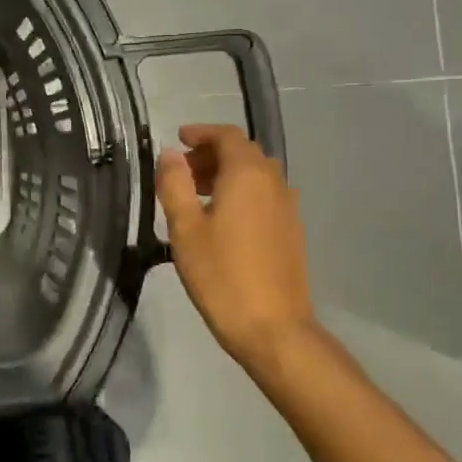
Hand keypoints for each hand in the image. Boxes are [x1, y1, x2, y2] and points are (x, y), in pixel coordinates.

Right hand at [157, 123, 319, 366]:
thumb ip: (175, 184)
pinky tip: (220, 221)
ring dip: (227, 174)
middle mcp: (273, 183)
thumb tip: (170, 154)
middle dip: (211, 154)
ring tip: (196, 197)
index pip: (228, 136)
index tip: (178, 139)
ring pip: (256, 175)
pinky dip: (241, 193)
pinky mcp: (291, 231)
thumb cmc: (222, 275)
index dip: (202, 133)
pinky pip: (264, 196)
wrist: (273, 329)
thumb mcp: (185, 228)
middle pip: (243, 153)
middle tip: (181, 172)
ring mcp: (287, 208)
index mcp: (248, 175)